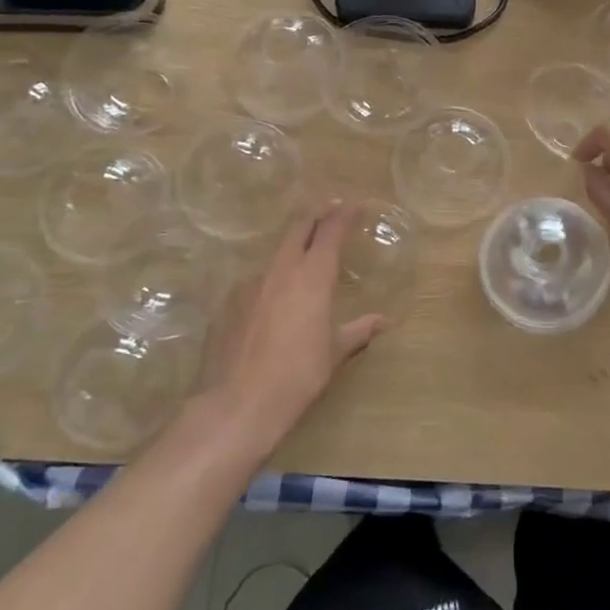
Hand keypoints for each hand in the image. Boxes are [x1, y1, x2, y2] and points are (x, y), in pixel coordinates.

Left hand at [202, 199, 383, 450]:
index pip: (331, 232)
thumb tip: (382, 321)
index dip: (344, 215)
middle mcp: (280, 270)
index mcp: (312, 277)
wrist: (236, 405)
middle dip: (316, 215)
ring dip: (292, 246)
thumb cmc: (297, 377)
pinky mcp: (227, 304)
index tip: (355, 204)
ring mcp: (249, 284)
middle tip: (330, 208)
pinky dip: (271, 279)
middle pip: (298, 228)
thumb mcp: (334, 354)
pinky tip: (273, 299)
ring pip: (275, 253)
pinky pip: (255, 281)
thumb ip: (357, 331)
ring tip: (304, 254)